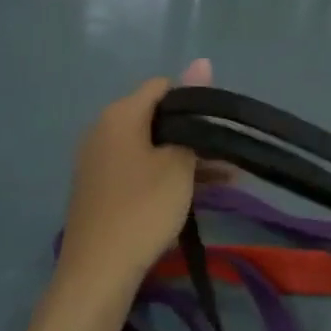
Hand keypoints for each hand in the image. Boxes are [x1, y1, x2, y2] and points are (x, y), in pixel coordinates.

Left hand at [56, 59, 215, 288]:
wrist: (99, 270)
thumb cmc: (143, 208)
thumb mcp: (178, 162)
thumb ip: (193, 114)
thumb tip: (202, 60)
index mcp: (120, 115)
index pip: (162, 87)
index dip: (196, 100)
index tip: (222, 125)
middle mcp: (103, 131)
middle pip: (157, 119)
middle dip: (196, 135)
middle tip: (231, 156)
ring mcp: (99, 162)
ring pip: (152, 149)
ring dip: (188, 160)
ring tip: (230, 180)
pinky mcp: (101, 189)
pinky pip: (140, 171)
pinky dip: (167, 177)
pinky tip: (200, 195)